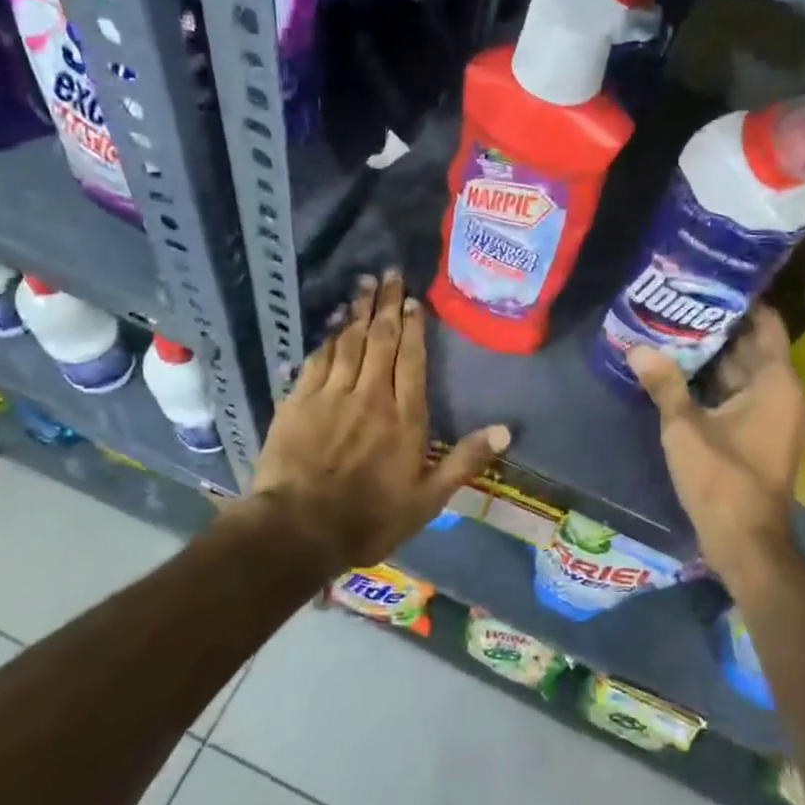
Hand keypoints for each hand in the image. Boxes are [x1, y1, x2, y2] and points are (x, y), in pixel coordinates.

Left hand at [248, 270, 510, 569]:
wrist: (297, 530)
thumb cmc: (369, 519)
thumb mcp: (427, 500)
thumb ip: (465, 461)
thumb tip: (506, 430)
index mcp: (405, 417)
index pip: (412, 360)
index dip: (414, 328)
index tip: (414, 301)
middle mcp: (371, 396)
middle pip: (381, 340)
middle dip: (387, 305)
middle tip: (390, 274)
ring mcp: (332, 395)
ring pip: (349, 341)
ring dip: (359, 311)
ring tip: (366, 284)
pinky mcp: (299, 401)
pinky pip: (317, 358)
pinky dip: (328, 336)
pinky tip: (334, 321)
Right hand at [628, 306, 804, 590]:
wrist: (746, 542)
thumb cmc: (723, 479)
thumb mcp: (685, 428)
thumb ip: (663, 384)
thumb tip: (637, 347)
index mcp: (775, 382)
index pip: (765, 324)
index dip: (743, 300)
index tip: (711, 280)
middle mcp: (781, 392)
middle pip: (752, 345)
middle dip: (720, 324)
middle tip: (682, 299)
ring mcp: (772, 414)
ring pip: (743, 370)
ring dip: (715, 353)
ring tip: (675, 326)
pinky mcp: (759, 432)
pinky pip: (739, 392)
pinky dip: (716, 380)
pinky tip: (682, 368)